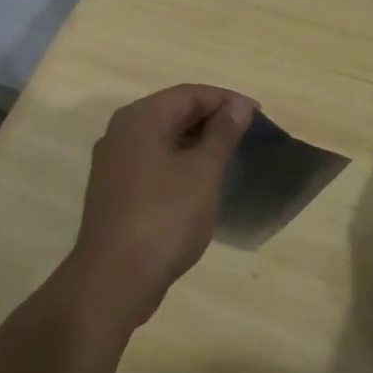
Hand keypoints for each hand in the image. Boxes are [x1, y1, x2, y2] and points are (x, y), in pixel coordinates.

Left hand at [60, 84, 255, 329]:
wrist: (114, 278)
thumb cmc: (165, 217)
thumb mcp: (203, 172)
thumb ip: (222, 133)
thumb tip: (237, 106)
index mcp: (140, 118)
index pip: (189, 94)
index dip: (226, 100)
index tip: (259, 116)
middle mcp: (121, 132)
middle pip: (173, 112)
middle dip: (211, 120)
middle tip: (247, 137)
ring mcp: (113, 163)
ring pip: (162, 139)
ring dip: (196, 143)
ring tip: (229, 159)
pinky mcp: (114, 191)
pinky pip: (152, 163)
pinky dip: (178, 164)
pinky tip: (199, 184)